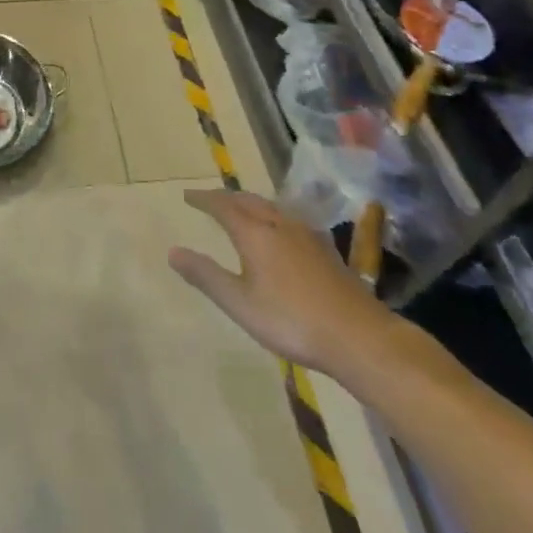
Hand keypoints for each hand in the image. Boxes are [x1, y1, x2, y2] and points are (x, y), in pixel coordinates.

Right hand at [169, 188, 398, 378]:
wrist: (359, 336)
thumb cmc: (292, 321)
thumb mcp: (240, 303)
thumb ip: (206, 276)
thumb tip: (172, 251)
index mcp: (255, 234)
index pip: (223, 206)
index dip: (203, 200)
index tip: (187, 196)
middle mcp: (279, 225)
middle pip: (248, 200)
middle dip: (226, 197)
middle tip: (210, 200)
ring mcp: (306, 235)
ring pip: (272, 208)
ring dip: (250, 203)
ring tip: (240, 209)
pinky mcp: (325, 250)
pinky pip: (289, 219)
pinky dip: (272, 216)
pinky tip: (280, 231)